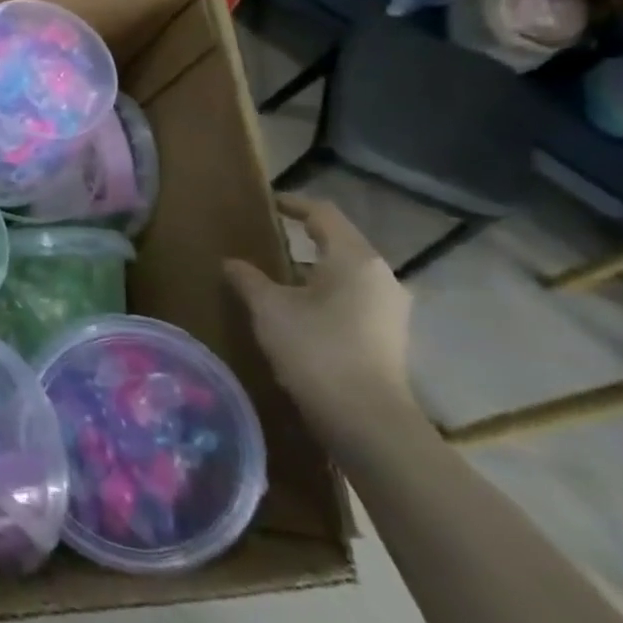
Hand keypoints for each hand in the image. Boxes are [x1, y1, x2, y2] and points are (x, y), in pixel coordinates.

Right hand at [223, 194, 418, 450]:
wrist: (365, 419)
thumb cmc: (315, 349)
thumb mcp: (268, 308)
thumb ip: (248, 278)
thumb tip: (231, 262)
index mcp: (355, 258)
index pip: (324, 214)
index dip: (294, 204)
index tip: (269, 203)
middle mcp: (381, 275)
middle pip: (340, 241)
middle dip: (305, 236)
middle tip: (268, 237)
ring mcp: (391, 306)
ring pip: (348, 271)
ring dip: (315, 267)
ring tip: (278, 273)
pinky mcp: (389, 333)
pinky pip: (354, 296)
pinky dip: (327, 290)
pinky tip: (301, 306)